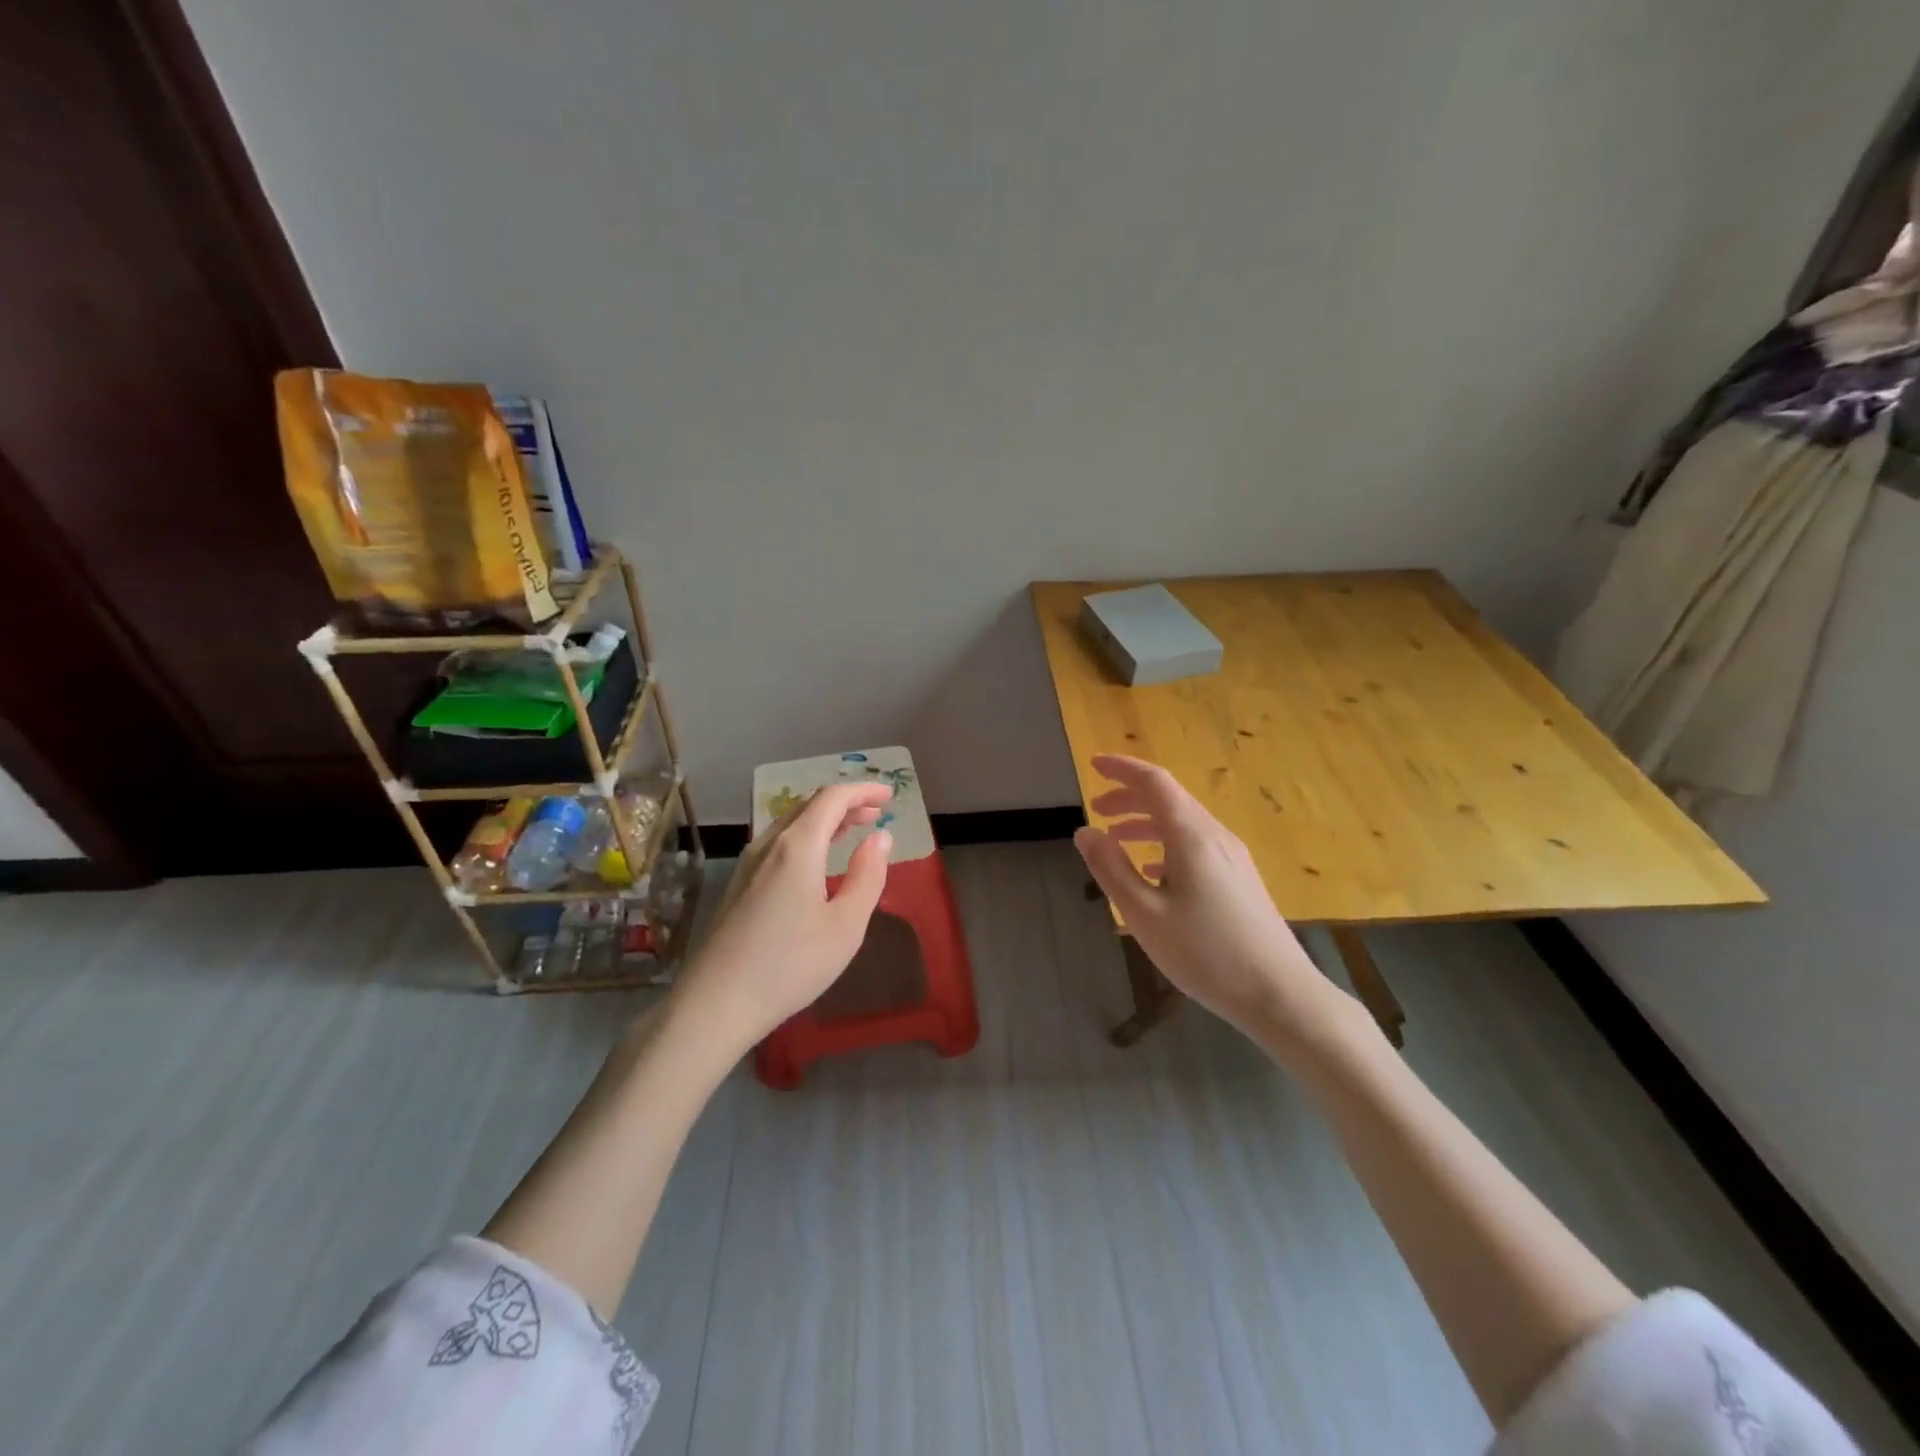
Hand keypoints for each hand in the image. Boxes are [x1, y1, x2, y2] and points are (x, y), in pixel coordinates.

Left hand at [671, 782, 892, 1050]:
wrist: (715, 1004)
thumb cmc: (790, 965)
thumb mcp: (845, 926)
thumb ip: (867, 876)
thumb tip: (880, 838)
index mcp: (797, 847)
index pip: (832, 798)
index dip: (863, 790)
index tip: (890, 795)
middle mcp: (768, 845)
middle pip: (808, 805)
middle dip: (845, 803)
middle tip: (875, 813)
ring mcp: (747, 864)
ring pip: (789, 823)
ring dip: (824, 819)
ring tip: (851, 829)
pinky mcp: (737, 885)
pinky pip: (777, 843)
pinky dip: (805, 837)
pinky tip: (815, 861)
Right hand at [1073, 754, 1338, 1040]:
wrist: (1279, 994)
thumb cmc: (1205, 953)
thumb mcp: (1144, 913)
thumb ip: (1111, 868)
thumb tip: (1085, 831)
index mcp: (1191, 836)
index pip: (1154, 782)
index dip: (1122, 769)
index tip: (1093, 763)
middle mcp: (1215, 836)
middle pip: (1169, 798)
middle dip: (1129, 796)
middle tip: (1096, 807)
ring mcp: (1232, 857)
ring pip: (1182, 822)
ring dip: (1146, 821)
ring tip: (1115, 837)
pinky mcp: (1240, 878)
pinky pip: (1195, 844)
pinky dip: (1165, 843)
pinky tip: (1152, 869)